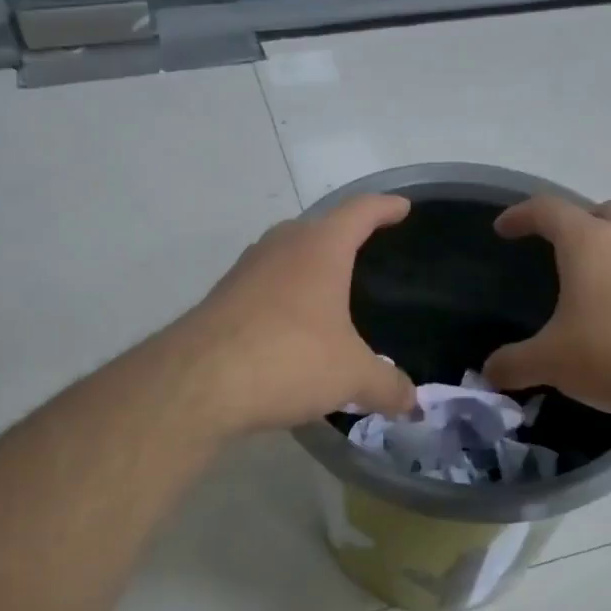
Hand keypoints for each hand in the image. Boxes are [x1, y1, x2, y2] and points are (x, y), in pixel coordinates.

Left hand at [176, 195, 418, 434]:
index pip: (360, 211)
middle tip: (365, 254)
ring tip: (329, 294)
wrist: (198, 381)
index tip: (402, 207)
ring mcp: (245, 271)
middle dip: (343, 238)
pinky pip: (264, 288)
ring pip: (286, 257)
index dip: (385, 208)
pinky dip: (284, 299)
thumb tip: (412, 403)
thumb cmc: (290, 358)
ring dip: (308, 269)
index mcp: (320, 248)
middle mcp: (280, 247)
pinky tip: (292, 330)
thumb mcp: (352, 376)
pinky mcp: (220, 298)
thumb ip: (387, 385)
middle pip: (318, 229)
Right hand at [483, 196, 610, 417]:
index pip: (548, 210)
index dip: (521, 215)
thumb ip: (513, 363)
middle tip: (558, 246)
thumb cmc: (609, 353)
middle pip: (602, 210)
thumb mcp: (549, 361)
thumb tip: (490, 372)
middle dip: (577, 221)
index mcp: (588, 242)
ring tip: (588, 278)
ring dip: (609, 245)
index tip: (503, 230)